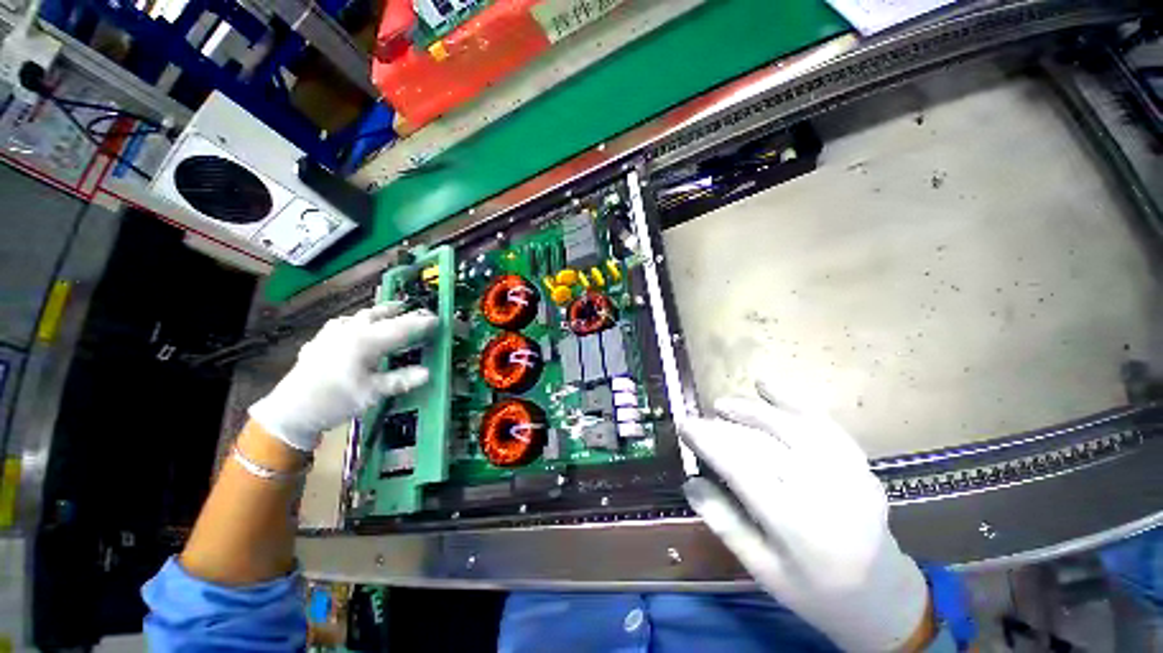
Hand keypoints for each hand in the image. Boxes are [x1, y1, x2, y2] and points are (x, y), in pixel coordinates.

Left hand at [249, 303, 437, 451]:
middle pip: (384, 316)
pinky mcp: (321, 340)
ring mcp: (333, 333)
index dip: (422, 323)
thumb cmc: (334, 401)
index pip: (401, 328)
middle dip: (406, 314)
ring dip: (382, 311)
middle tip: (423, 313)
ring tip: (395, 308)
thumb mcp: (371, 394)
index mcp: (366, 342)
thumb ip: (401, 380)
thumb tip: (428, 372)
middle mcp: (351, 331)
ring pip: (363, 315)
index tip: (439, 320)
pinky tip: (356, 325)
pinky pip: (344, 323)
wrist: (290, 410)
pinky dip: (358, 320)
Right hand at [680, 379, 928, 651]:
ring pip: (789, 426)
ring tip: (723, 404)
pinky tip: (767, 385)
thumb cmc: (814, 591)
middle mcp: (823, 492)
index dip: (709, 443)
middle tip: (698, 419)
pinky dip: (791, 399)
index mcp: (795, 526)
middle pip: (762, 444)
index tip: (684, 425)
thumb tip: (690, 482)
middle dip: (724, 427)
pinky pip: (821, 421)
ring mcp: (847, 472)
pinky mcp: (858, 461)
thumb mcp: (762, 570)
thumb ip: (725, 523)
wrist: (883, 596)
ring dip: (752, 410)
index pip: (741, 470)